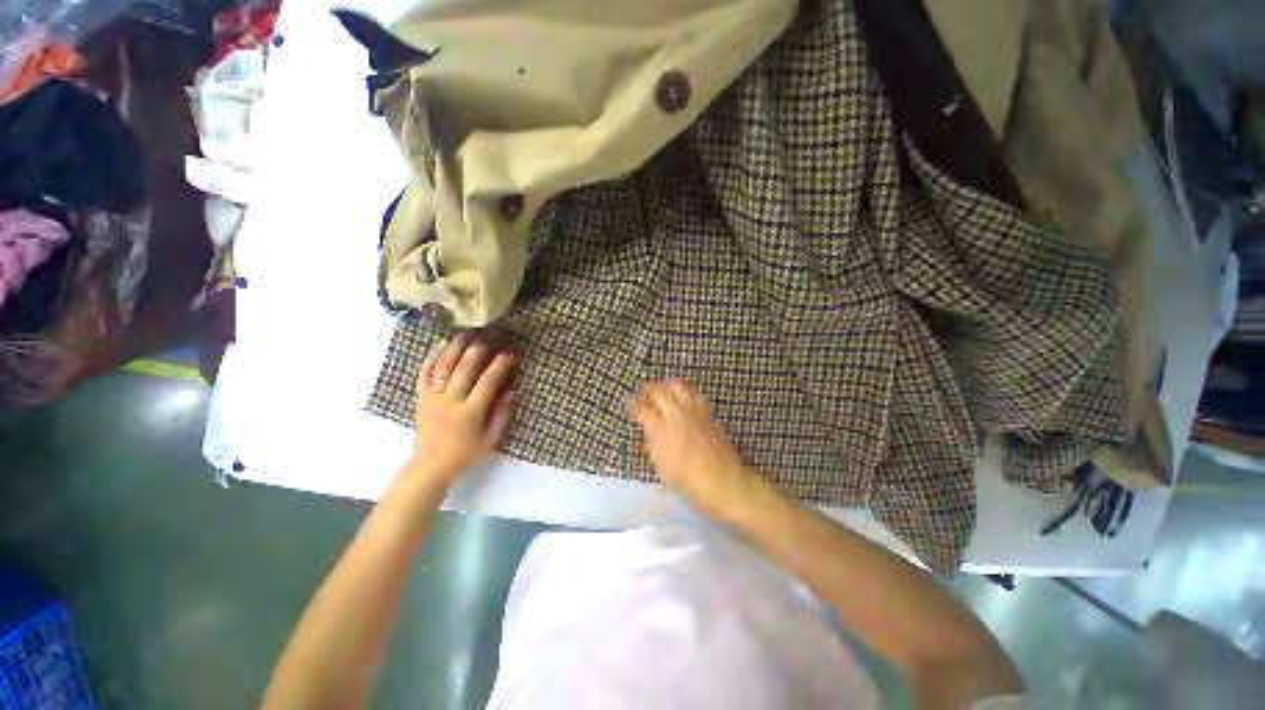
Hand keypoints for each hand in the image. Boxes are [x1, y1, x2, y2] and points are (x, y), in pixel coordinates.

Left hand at [408, 332, 516, 487]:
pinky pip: (424, 373)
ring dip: (456, 346)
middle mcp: (450, 400)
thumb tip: (512, 391)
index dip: (501, 365)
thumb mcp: (490, 439)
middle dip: (479, 348)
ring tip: (467, 332)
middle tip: (490, 335)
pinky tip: (441, 344)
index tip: (511, 353)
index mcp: (470, 412)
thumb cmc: (465, 452)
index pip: (488, 381)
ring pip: (443, 365)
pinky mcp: (421, 397)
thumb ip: (502, 415)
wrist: (430, 464)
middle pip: (465, 367)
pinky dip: (432, 357)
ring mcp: (432, 397)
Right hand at [630, 379, 773, 524]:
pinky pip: (695, 394)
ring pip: (680, 387)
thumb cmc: (688, 481)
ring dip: (668, 385)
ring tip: (664, 389)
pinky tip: (684, 398)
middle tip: (644, 390)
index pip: (644, 409)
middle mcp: (678, 415)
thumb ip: (654, 443)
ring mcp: (695, 412)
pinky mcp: (709, 415)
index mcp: (662, 430)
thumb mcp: (662, 466)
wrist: (724, 482)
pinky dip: (685, 392)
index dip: (635, 403)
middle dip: (650, 389)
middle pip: (661, 392)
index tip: (631, 401)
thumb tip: (651, 429)